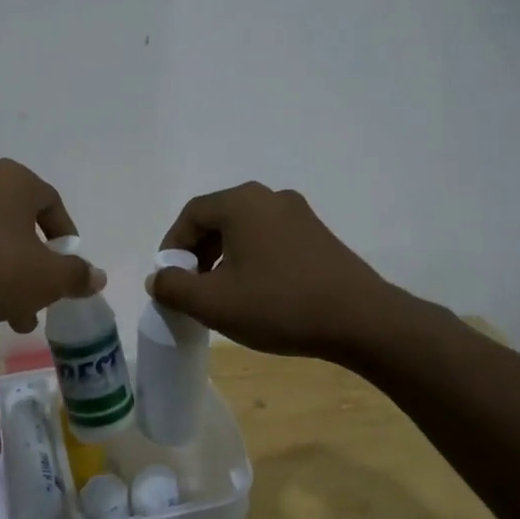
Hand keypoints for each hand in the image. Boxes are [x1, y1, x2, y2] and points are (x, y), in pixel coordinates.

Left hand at [0, 160, 104, 331]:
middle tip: (41, 298)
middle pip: (20, 225)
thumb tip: (96, 276)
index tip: (69, 268)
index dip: (67, 237)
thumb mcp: (47, 278)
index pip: (52, 202)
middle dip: (34, 265)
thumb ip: (76, 275)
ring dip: (7, 274)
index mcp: (13, 180)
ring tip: (13, 316)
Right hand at [148, 182, 426, 362]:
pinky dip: (252, 259)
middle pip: (218, 218)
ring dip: (224, 256)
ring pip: (245, 229)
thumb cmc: (279, 305)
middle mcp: (269, 197)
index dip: (172, 246)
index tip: (168, 278)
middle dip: (198, 252)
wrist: (362, 320)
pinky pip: (271, 239)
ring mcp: (299, 214)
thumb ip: (174, 287)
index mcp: (241, 203)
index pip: (191, 214)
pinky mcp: (318, 235)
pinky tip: (258, 292)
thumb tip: (157, 278)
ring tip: (222, 293)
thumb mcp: (214, 303)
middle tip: (192, 286)